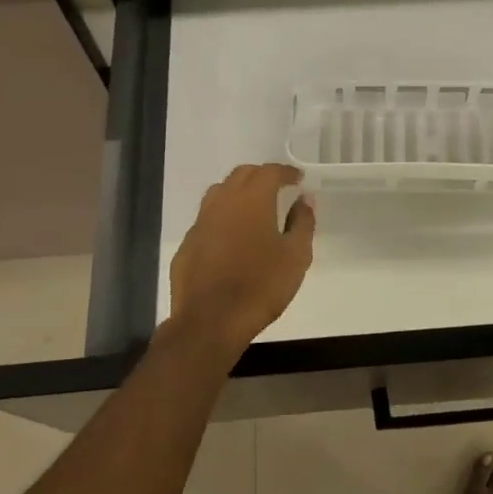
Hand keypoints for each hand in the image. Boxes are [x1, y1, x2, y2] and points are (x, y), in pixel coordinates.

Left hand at [167, 164, 315, 358]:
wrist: (211, 321)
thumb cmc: (261, 286)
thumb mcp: (296, 256)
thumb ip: (302, 222)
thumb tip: (304, 198)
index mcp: (252, 199)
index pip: (270, 171)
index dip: (286, 172)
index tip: (298, 179)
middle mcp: (223, 202)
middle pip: (242, 175)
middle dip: (261, 177)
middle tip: (277, 189)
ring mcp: (200, 222)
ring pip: (220, 193)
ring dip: (238, 193)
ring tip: (253, 209)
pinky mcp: (187, 244)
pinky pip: (207, 220)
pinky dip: (222, 219)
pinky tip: (230, 239)